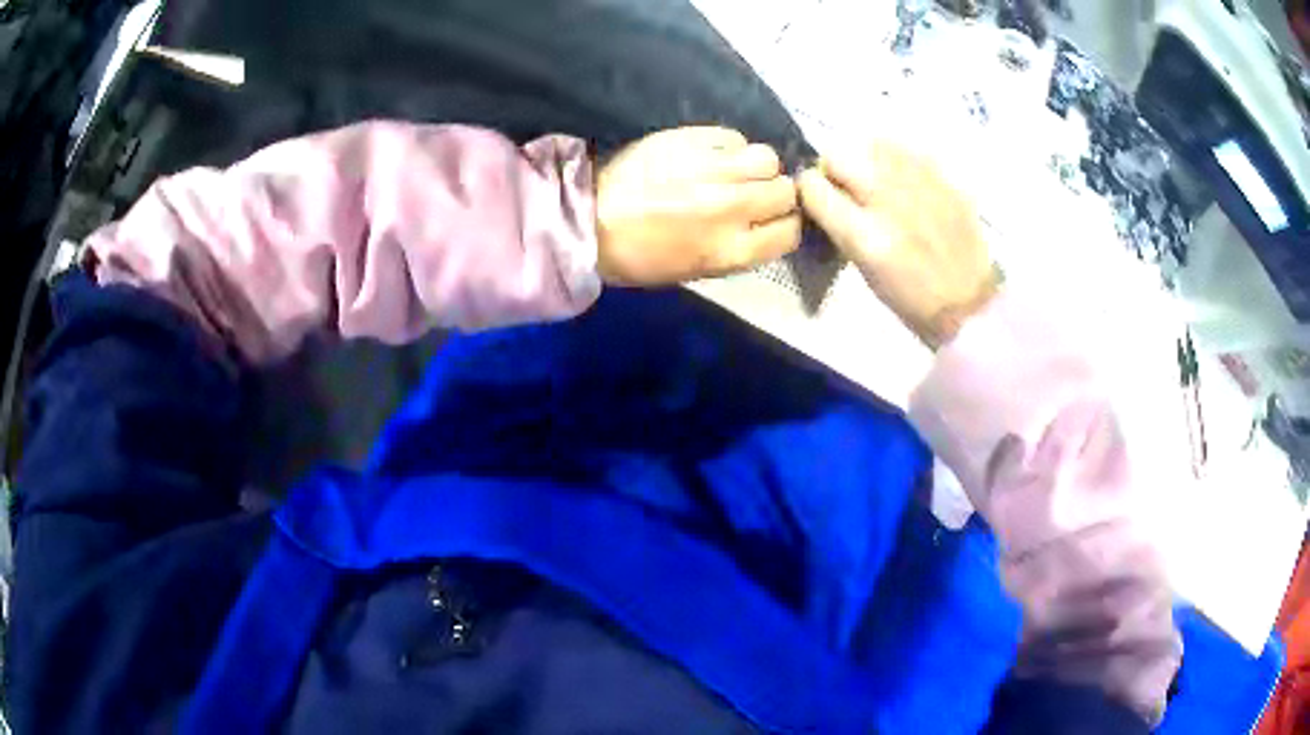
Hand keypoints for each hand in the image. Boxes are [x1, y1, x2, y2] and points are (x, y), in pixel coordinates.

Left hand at [595, 127, 800, 285]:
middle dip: (775, 193)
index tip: (773, 219)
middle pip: (785, 190)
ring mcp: (712, 171)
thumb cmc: (640, 257)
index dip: (785, 224)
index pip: (790, 231)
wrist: (589, 221)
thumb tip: (766, 224)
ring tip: (735, 170)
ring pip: (766, 158)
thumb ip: (739, 247)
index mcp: (731, 251)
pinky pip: (733, 137)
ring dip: (757, 165)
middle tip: (753, 192)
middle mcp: (731, 208)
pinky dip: (729, 146)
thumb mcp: (697, 270)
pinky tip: (711, 155)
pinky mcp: (690, 140)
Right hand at [799, 143, 998, 349]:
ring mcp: (921, 186)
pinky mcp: (945, 180)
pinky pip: (909, 150)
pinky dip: (898, 159)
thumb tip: (825, 193)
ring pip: (873, 144)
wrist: (969, 304)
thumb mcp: (864, 269)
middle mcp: (889, 202)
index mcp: (865, 236)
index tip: (815, 194)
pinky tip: (905, 179)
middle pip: (838, 155)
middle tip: (845, 185)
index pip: (814, 188)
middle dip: (833, 168)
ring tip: (878, 179)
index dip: (808, 188)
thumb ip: (841, 227)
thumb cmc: (911, 299)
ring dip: (866, 159)